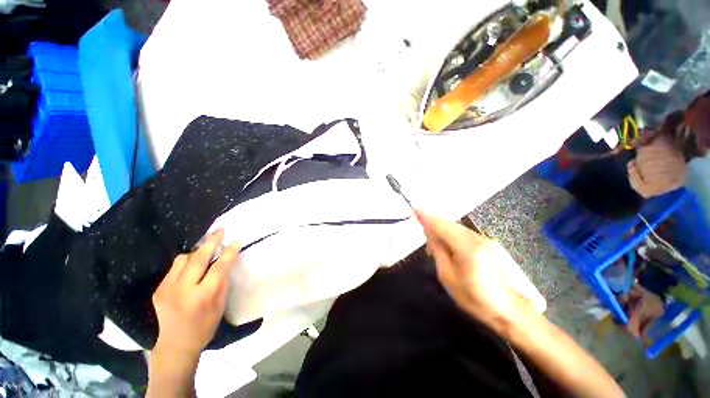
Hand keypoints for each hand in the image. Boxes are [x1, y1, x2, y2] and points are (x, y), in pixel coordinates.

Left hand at [152, 229, 238, 355]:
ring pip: (183, 259)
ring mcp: (167, 289)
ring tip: (206, 250)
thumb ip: (222, 281)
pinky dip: (186, 262)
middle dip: (211, 242)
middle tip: (220, 230)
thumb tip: (225, 261)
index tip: (236, 240)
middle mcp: (182, 290)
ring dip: (197, 252)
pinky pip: (175, 268)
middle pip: (198, 258)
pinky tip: (192, 266)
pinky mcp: (159, 289)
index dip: (229, 252)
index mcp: (203, 296)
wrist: (176, 344)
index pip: (219, 267)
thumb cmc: (205, 326)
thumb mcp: (221, 305)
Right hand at [415, 209, 531, 331]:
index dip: (427, 217)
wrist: (510, 309)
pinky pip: (463, 232)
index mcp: (467, 248)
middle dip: (433, 222)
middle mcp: (477, 238)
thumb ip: (438, 251)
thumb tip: (429, 232)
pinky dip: (450, 233)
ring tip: (431, 239)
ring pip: (456, 227)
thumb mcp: (448, 277)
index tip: (414, 209)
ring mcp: (485, 239)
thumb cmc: (475, 299)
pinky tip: (446, 242)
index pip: (442, 226)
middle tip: (419, 225)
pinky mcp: (488, 242)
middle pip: (449, 223)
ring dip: (441, 228)